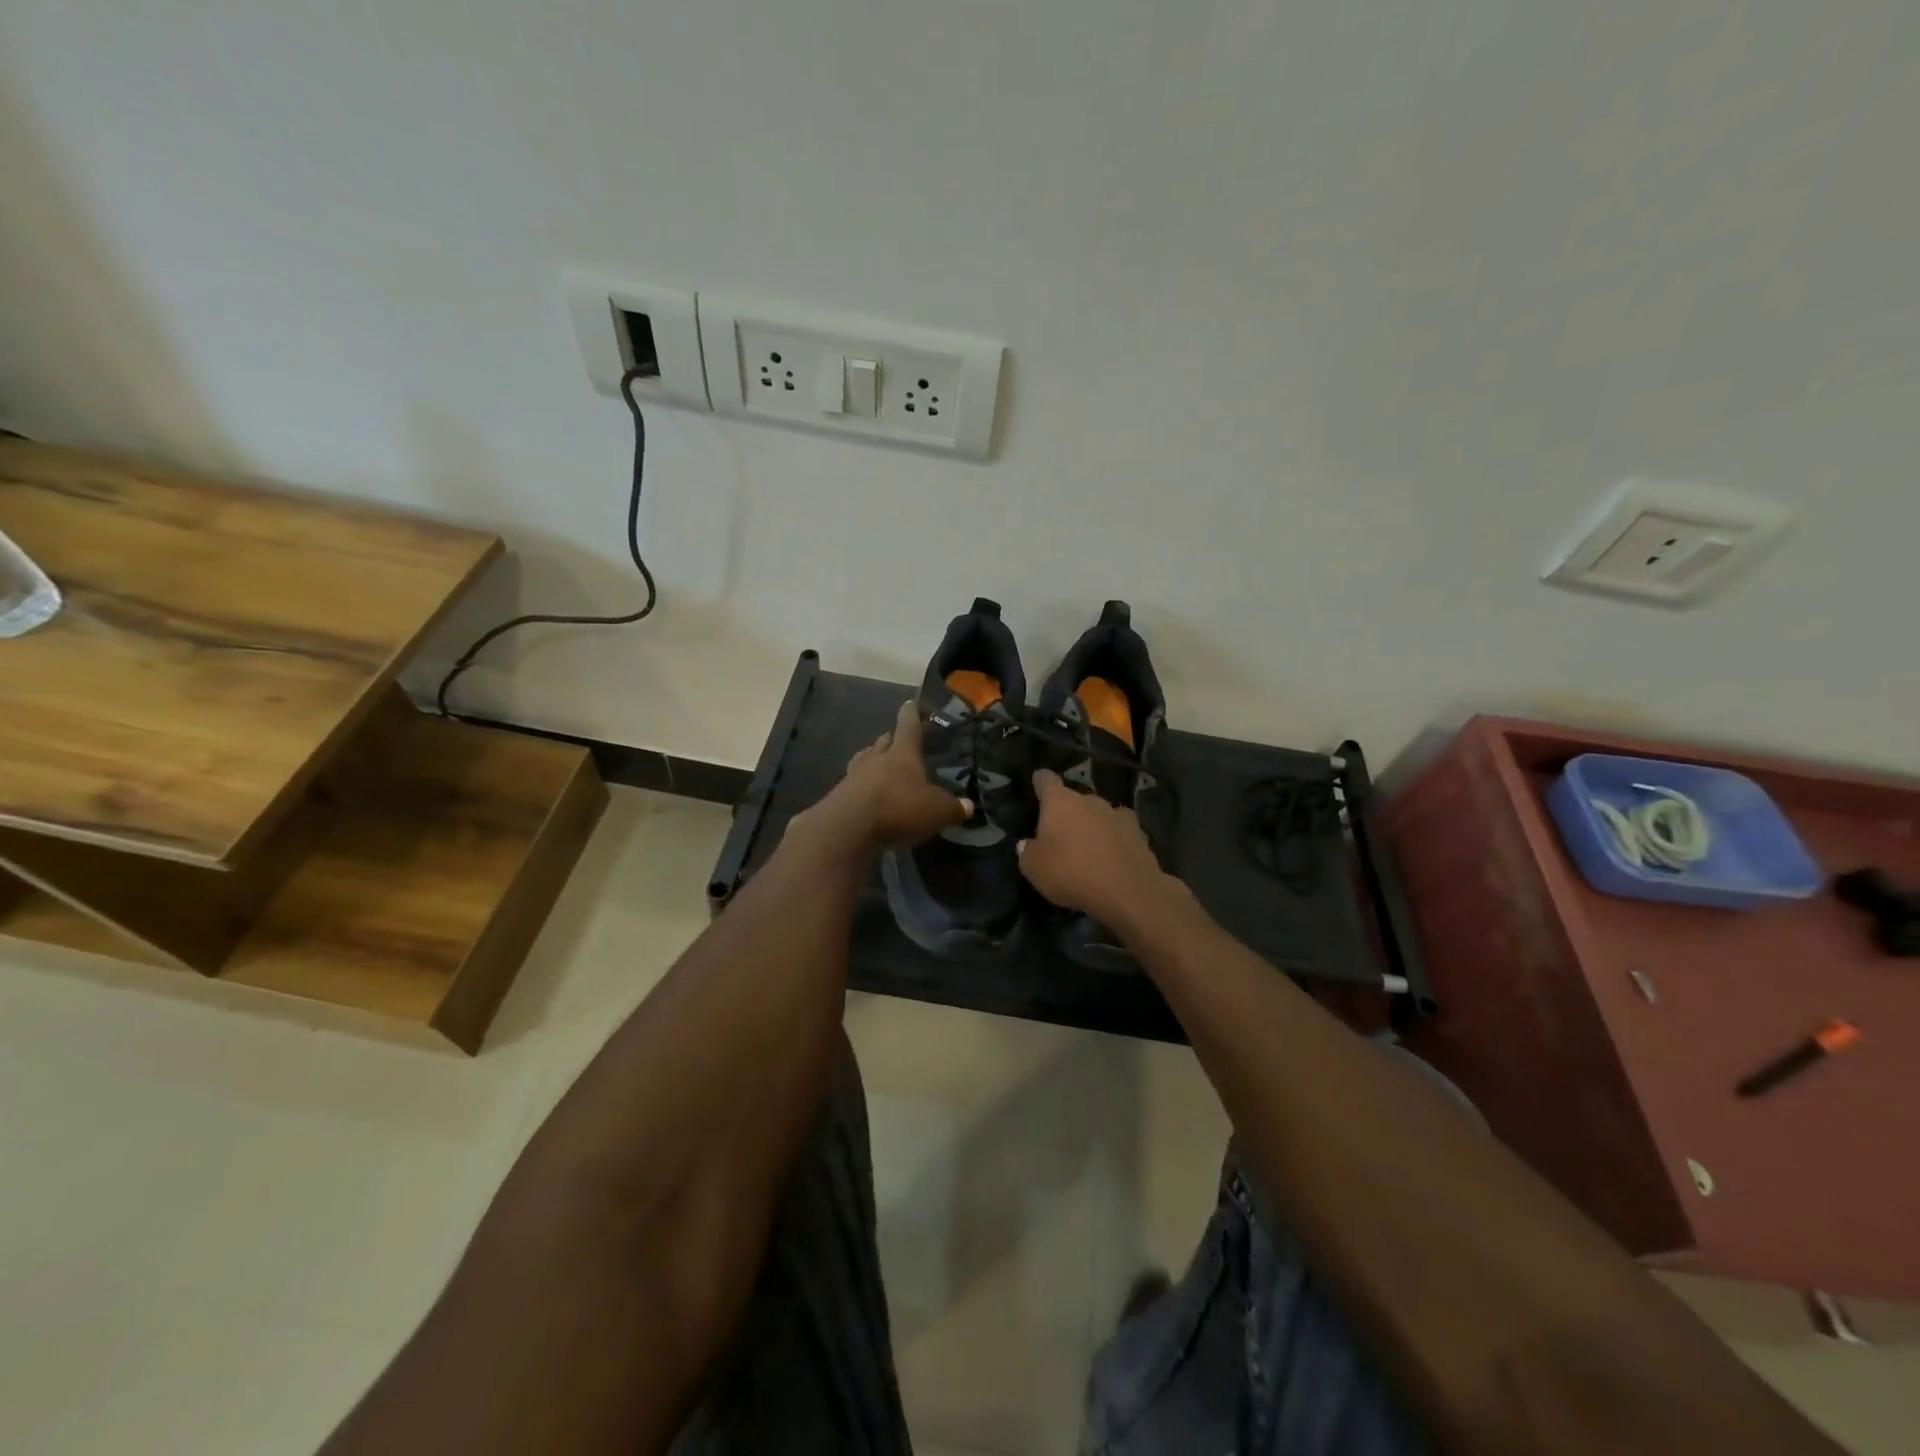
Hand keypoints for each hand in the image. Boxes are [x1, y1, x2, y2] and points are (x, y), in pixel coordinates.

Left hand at [796, 700, 970, 853]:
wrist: (848, 827)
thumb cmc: (899, 808)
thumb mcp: (936, 811)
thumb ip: (953, 808)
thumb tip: (968, 806)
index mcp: (902, 753)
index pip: (908, 725)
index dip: (911, 713)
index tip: (910, 703)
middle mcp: (876, 758)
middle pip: (883, 741)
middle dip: (891, 739)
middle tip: (898, 740)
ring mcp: (854, 775)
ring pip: (865, 759)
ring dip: (873, 759)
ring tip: (880, 765)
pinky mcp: (839, 796)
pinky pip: (853, 783)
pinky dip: (862, 785)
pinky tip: (867, 794)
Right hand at [1017, 769, 1174, 925]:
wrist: (1127, 891)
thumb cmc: (1071, 873)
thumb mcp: (1034, 869)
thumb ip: (1027, 851)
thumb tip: (1028, 843)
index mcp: (1060, 802)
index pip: (1046, 780)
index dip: (1040, 782)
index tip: (1036, 784)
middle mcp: (1089, 800)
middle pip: (1074, 798)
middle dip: (1067, 811)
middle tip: (1060, 833)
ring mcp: (1117, 813)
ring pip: (1098, 813)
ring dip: (1091, 824)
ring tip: (1087, 846)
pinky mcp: (1138, 832)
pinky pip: (1118, 830)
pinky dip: (1113, 838)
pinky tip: (1112, 854)